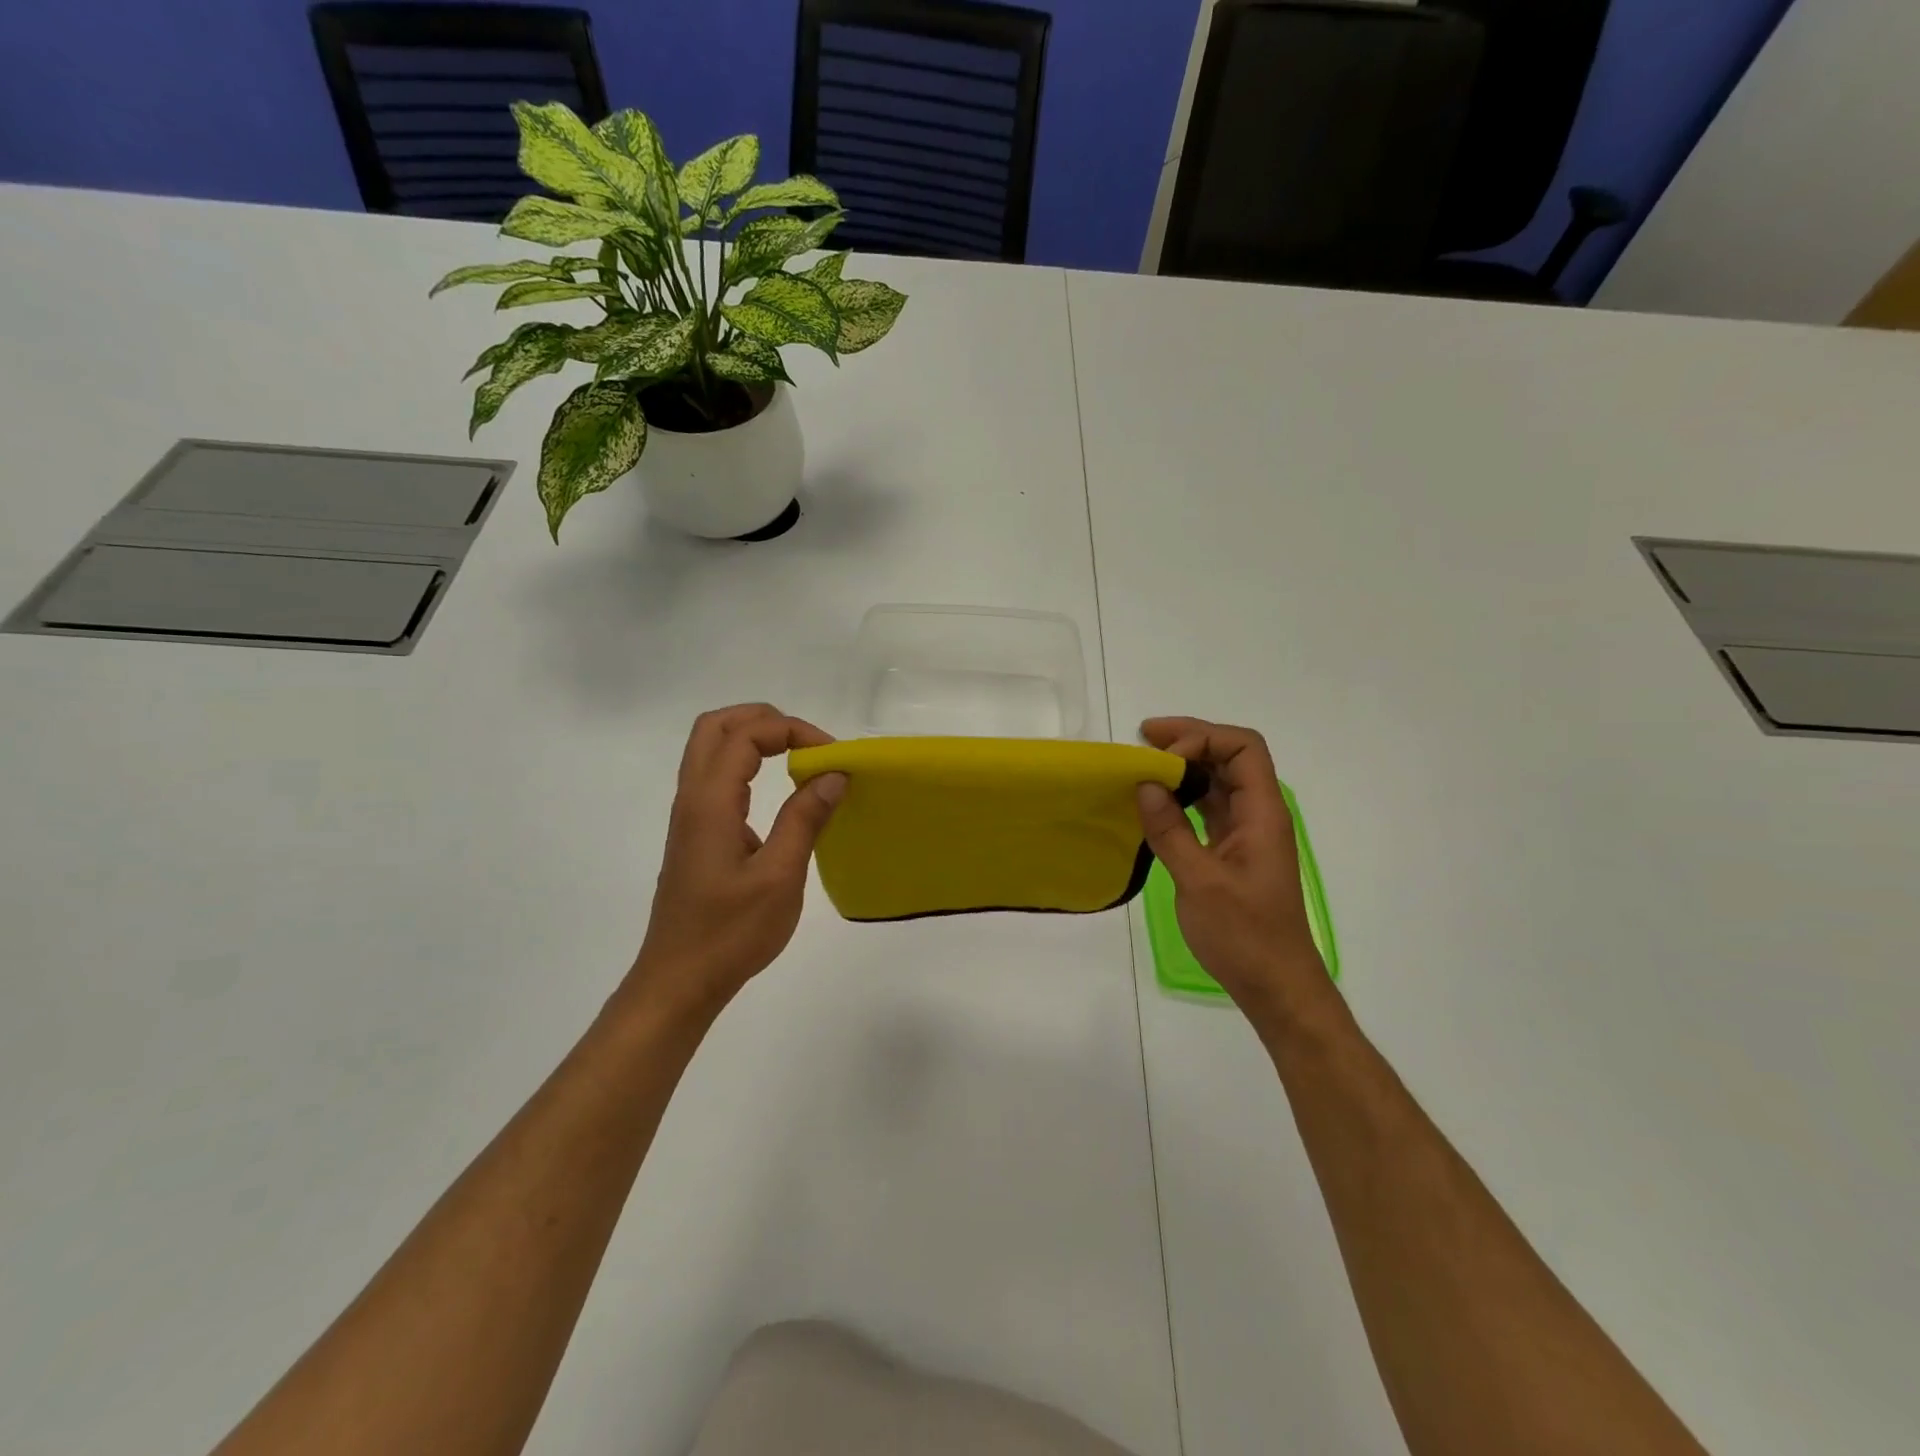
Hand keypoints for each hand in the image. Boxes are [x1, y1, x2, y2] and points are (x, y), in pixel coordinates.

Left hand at [627, 704, 846, 1015]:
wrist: (679, 981)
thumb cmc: (730, 933)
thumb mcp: (780, 877)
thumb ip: (805, 819)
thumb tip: (833, 774)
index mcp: (710, 803)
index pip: (745, 735)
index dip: (791, 731)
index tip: (831, 756)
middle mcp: (692, 799)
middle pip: (715, 727)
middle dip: (764, 720)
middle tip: (807, 741)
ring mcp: (689, 817)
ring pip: (710, 750)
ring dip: (753, 739)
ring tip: (798, 757)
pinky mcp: (695, 835)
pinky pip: (716, 778)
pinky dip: (747, 765)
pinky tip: (778, 793)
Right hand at [1135, 717, 1328, 1020]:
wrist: (1274, 984)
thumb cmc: (1244, 934)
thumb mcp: (1200, 882)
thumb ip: (1171, 831)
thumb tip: (1145, 785)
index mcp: (1263, 814)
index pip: (1243, 748)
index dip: (1203, 740)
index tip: (1163, 758)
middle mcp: (1259, 815)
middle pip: (1231, 757)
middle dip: (1190, 740)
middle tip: (1144, 737)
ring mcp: (1246, 834)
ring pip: (1219, 782)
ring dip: (1185, 767)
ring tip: (1144, 763)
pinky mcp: (1232, 852)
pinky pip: (1209, 808)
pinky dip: (1183, 796)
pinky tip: (1156, 801)